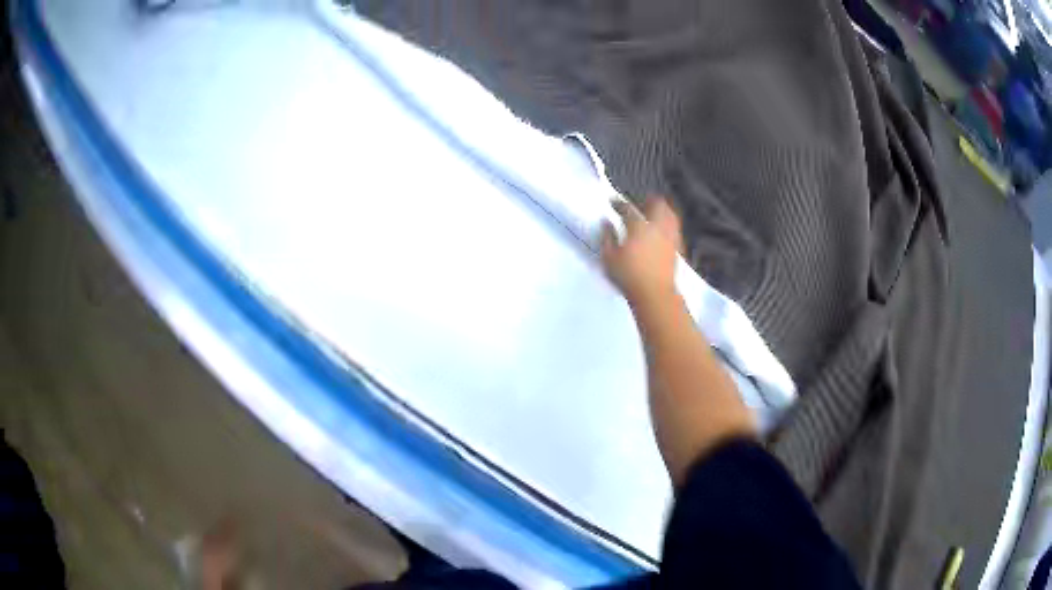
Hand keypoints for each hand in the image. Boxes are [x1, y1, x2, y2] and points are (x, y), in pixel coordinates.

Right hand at [601, 196, 682, 307]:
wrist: (655, 294)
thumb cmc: (628, 276)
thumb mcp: (609, 258)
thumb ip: (607, 237)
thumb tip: (606, 223)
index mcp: (639, 227)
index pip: (628, 209)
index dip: (619, 204)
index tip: (612, 202)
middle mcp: (657, 227)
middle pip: (658, 205)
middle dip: (649, 201)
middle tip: (640, 203)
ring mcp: (669, 237)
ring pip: (670, 215)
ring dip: (662, 211)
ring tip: (654, 214)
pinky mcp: (676, 249)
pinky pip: (674, 229)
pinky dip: (668, 225)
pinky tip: (662, 232)